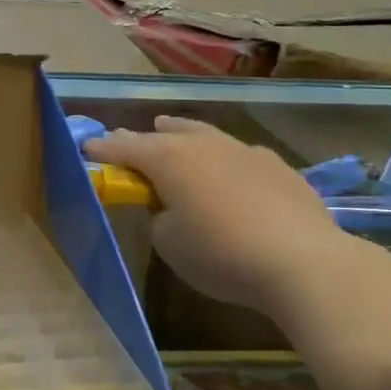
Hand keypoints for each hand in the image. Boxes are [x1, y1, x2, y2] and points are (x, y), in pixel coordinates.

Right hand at [85, 116, 340, 308]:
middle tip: (123, 141)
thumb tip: (169, 208)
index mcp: (168, 159)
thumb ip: (159, 218)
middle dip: (140, 138)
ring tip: (170, 128)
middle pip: (163, 134)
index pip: (125, 148)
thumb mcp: (170, 243)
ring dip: (181, 133)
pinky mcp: (276, 166)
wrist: (302, 261)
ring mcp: (243, 150)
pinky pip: (237, 153)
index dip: (104, 149)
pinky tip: (227, 168)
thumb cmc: (220, 253)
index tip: (88, 148)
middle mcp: (203, 144)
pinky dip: (221, 157)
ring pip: (202, 133)